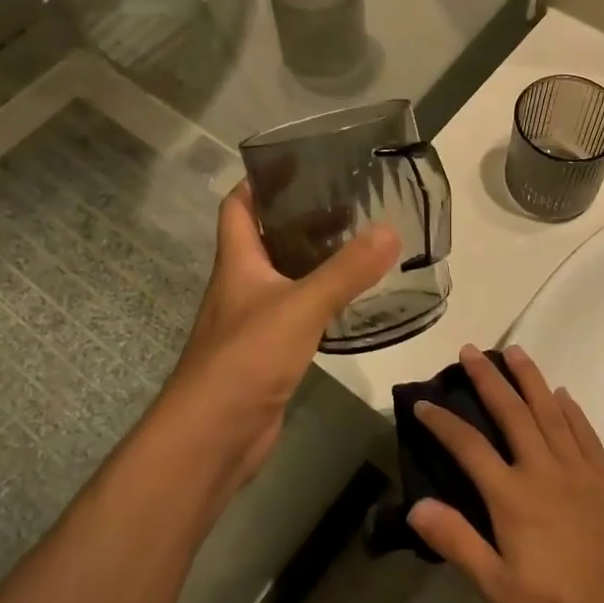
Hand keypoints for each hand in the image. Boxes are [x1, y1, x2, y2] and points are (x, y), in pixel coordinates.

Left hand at [162, 183, 398, 483]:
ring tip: (360, 244)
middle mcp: (242, 285)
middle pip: (267, 239)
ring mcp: (254, 321)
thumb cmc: (245, 359)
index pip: (238, 206)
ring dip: (316, 260)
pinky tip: (352, 301)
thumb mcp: (300, 307)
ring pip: (286, 276)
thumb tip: (390, 230)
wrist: (212, 437)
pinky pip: (298, 313)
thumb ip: (345, 271)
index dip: (261, 182)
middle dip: (302, 218)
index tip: (299, 164)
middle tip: (349, 204)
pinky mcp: (269, 352)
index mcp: (237, 262)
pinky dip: (322, 301)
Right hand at [408, 345, 603, 602]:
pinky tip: (562, 394)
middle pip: (511, 412)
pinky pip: (584, 432)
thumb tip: (416, 505)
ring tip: (515, 351)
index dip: (442, 422)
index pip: (468, 446)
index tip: (422, 403)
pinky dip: (571, 409)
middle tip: (471, 350)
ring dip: (530, 378)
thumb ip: (457, 541)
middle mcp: (542, 469)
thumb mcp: (497, 586)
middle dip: (488, 379)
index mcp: (511, 495)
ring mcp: (577, 469)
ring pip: (549, 411)